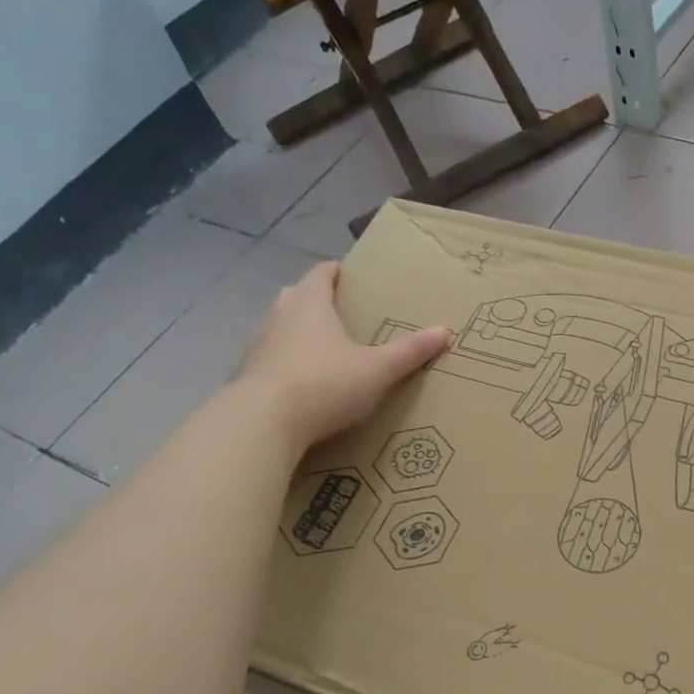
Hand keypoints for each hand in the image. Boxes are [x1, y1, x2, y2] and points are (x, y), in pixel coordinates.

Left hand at [235, 261, 449, 446]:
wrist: (263, 422)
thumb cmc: (325, 383)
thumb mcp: (377, 370)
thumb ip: (409, 352)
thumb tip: (445, 331)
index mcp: (310, 303)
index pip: (321, 274)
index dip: (335, 272)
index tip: (349, 275)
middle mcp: (279, 315)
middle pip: (296, 296)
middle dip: (316, 300)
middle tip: (341, 312)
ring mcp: (258, 345)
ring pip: (280, 327)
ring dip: (298, 332)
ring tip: (324, 348)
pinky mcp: (247, 375)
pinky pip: (271, 359)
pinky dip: (286, 362)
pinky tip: (303, 382)